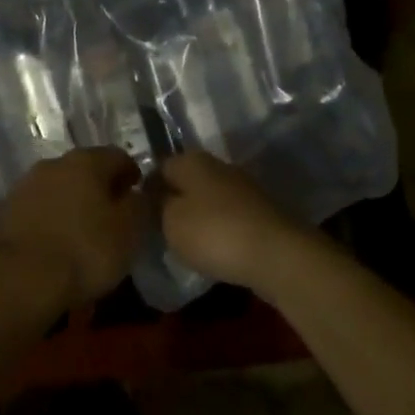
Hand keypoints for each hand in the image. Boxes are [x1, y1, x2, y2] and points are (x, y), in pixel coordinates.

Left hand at [0, 148, 147, 310]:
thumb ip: (139, 205)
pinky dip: (49, 219)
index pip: (118, 157)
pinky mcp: (4, 210)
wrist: (18, 280)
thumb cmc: (84, 251)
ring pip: (58, 188)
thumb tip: (137, 193)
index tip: (138, 197)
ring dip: (72, 203)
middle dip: (99, 188)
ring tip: (82, 232)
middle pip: (85, 169)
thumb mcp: (129, 231)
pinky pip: (37, 209)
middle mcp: (54, 163)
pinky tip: (55, 242)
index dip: (132, 175)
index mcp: (87, 161)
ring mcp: (25, 185)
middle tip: (111, 215)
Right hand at [158, 150, 310, 292]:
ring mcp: (242, 187)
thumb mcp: (170, 221)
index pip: (159, 166)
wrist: (277, 254)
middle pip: (186, 181)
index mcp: (192, 160)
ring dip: (197, 216)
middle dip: (173, 201)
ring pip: (208, 198)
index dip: (146, 189)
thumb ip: (157, 205)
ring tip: (184, 243)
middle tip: (159, 230)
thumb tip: (156, 196)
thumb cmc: (213, 232)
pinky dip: (218, 229)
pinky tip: (213, 249)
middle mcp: (218, 165)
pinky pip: (228, 216)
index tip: (137, 214)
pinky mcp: (259, 211)